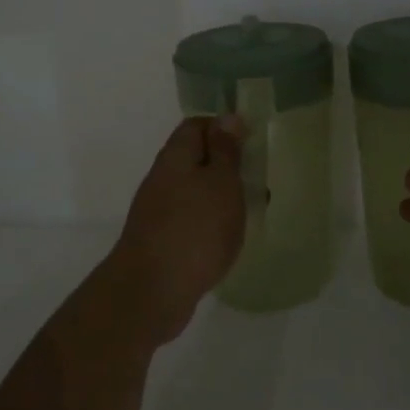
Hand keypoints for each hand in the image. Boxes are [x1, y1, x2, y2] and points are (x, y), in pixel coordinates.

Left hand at [102, 116, 247, 344]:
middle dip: (226, 165)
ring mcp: (158, 212)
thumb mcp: (220, 182)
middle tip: (258, 178)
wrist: (152, 291)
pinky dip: (211, 223)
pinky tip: (227, 238)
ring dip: (221, 197)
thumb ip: (225, 151)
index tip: (251, 141)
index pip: (196, 125)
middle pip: (195, 159)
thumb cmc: (195, 229)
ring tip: (250, 210)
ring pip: (194, 191)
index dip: (223, 127)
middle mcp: (162, 179)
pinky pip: (191, 220)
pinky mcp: (161, 242)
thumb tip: (227, 117)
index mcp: (175, 157)